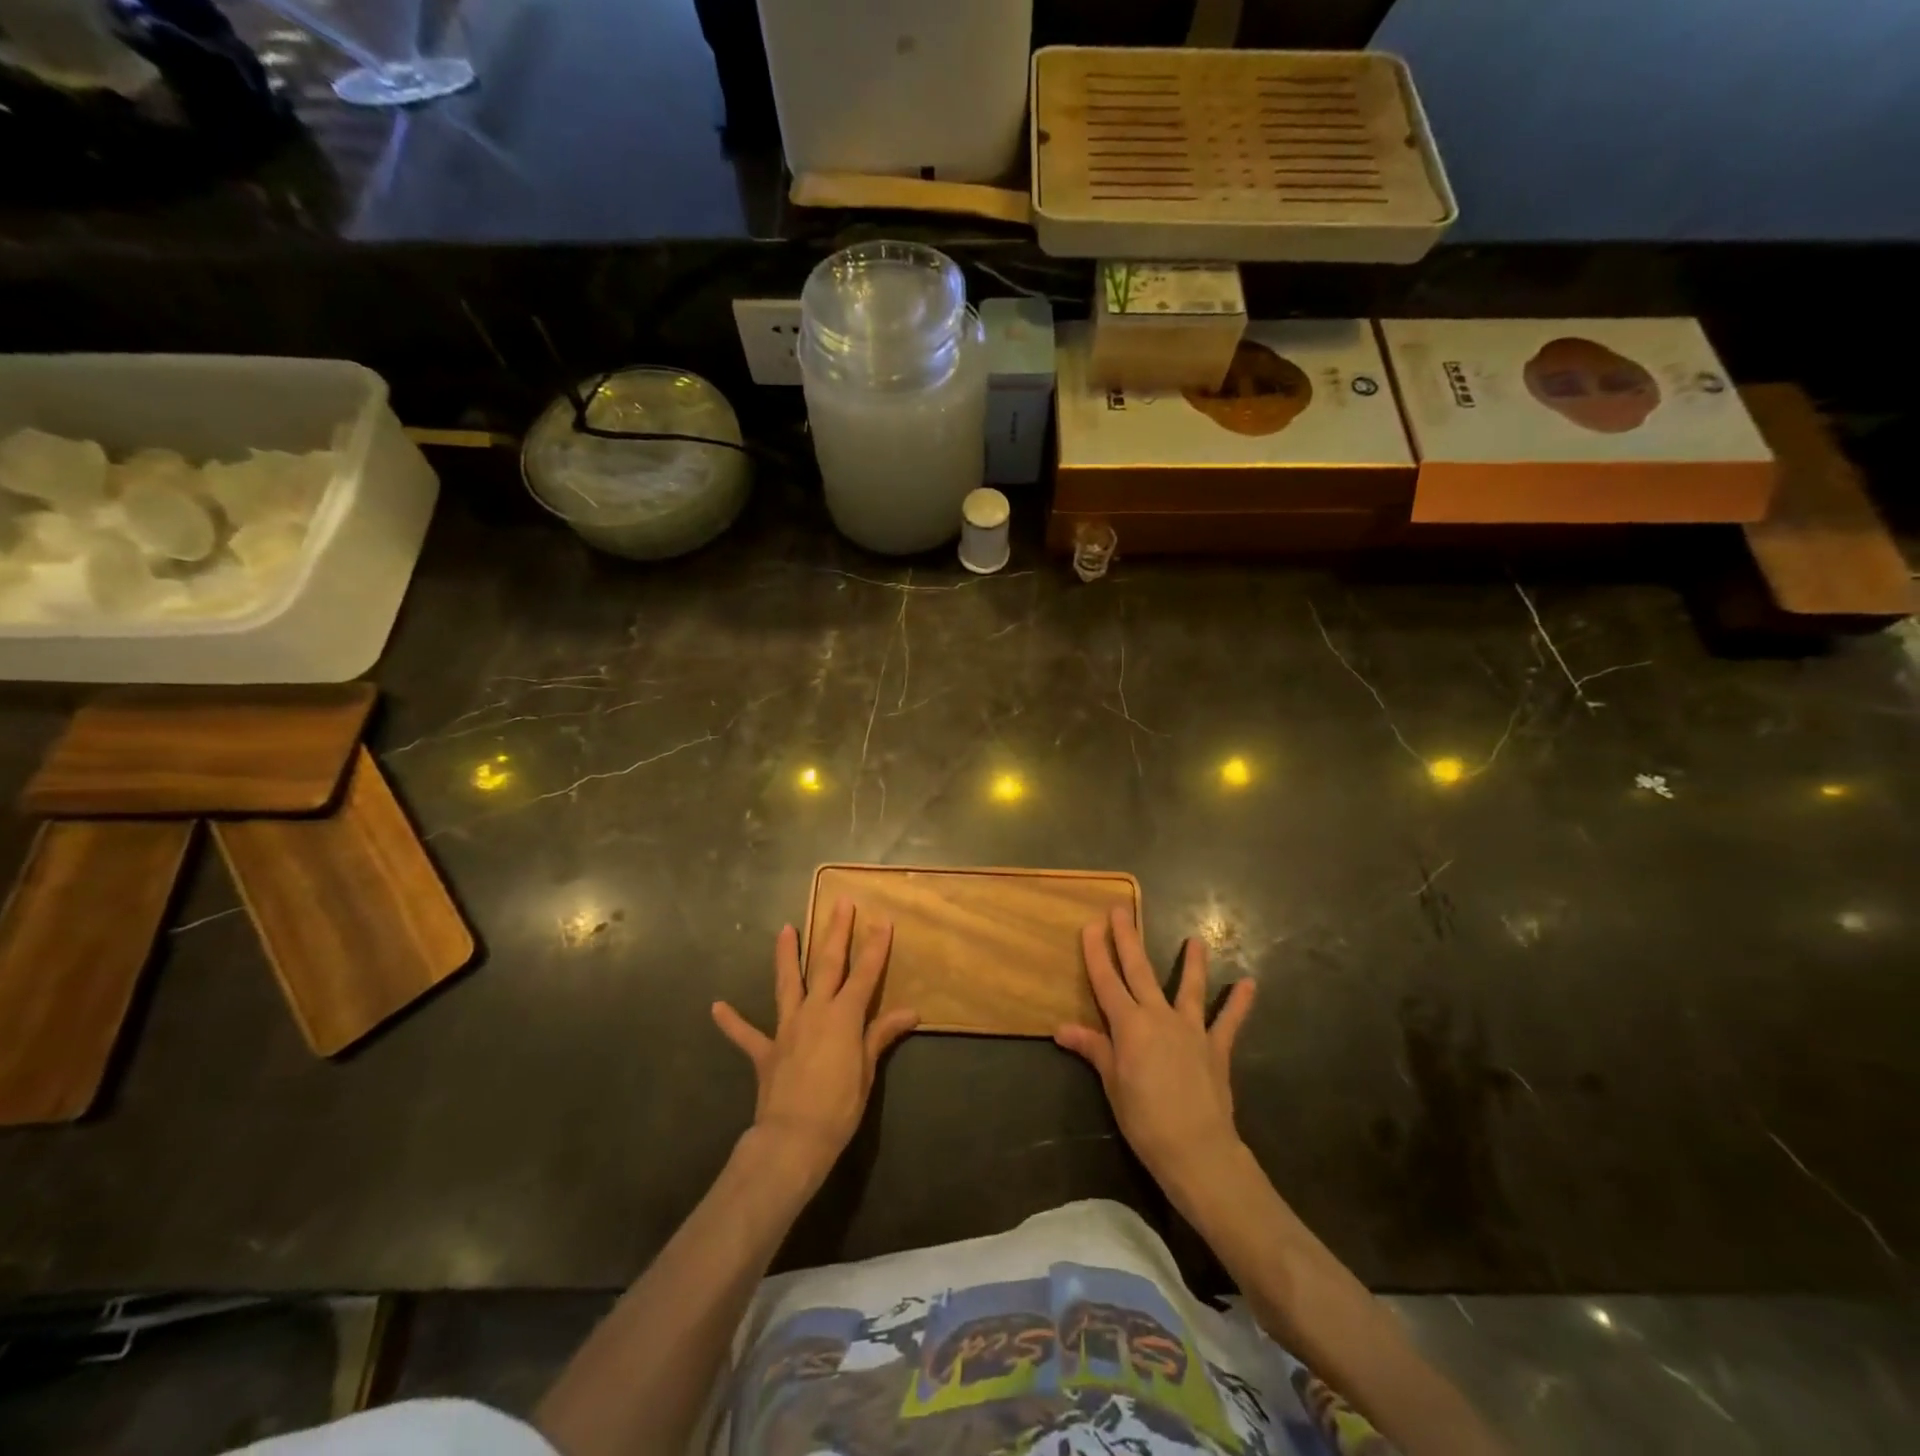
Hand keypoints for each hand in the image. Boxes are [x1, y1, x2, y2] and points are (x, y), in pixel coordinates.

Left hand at [711, 897, 917, 1185]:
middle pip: (827, 964)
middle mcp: (814, 1011)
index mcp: (843, 1015)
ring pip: (787, 984)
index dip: (875, 946)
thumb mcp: (867, 1071)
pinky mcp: (765, 1051)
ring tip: (784, 929)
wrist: (793, 1139)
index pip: (865, 973)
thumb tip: (910, 1012)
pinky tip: (717, 1006)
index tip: (882, 919)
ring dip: (786, 956)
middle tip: (840, 902)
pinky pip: (746, 1034)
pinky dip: (732, 1021)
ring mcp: (786, 1028)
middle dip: (836, 932)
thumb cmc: (839, 1106)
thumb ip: (881, 1035)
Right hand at [1056, 907, 1256, 1186]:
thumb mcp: (1112, 1084)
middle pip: (1139, 971)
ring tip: (1195, 939)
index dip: (1096, 953)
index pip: (1106, 981)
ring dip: (1191, 963)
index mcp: (1129, 1025)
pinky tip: (1249, 984)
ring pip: (1188, 987)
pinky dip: (1238, 1003)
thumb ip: (1094, 1049)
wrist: (1197, 1149)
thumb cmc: (1145, 1119)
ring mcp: (1191, 1029)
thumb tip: (1062, 1028)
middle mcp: (1158, 1016)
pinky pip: (1228, 1021)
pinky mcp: (1216, 1047)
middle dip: (1127, 939)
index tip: (1090, 925)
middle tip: (1121, 909)